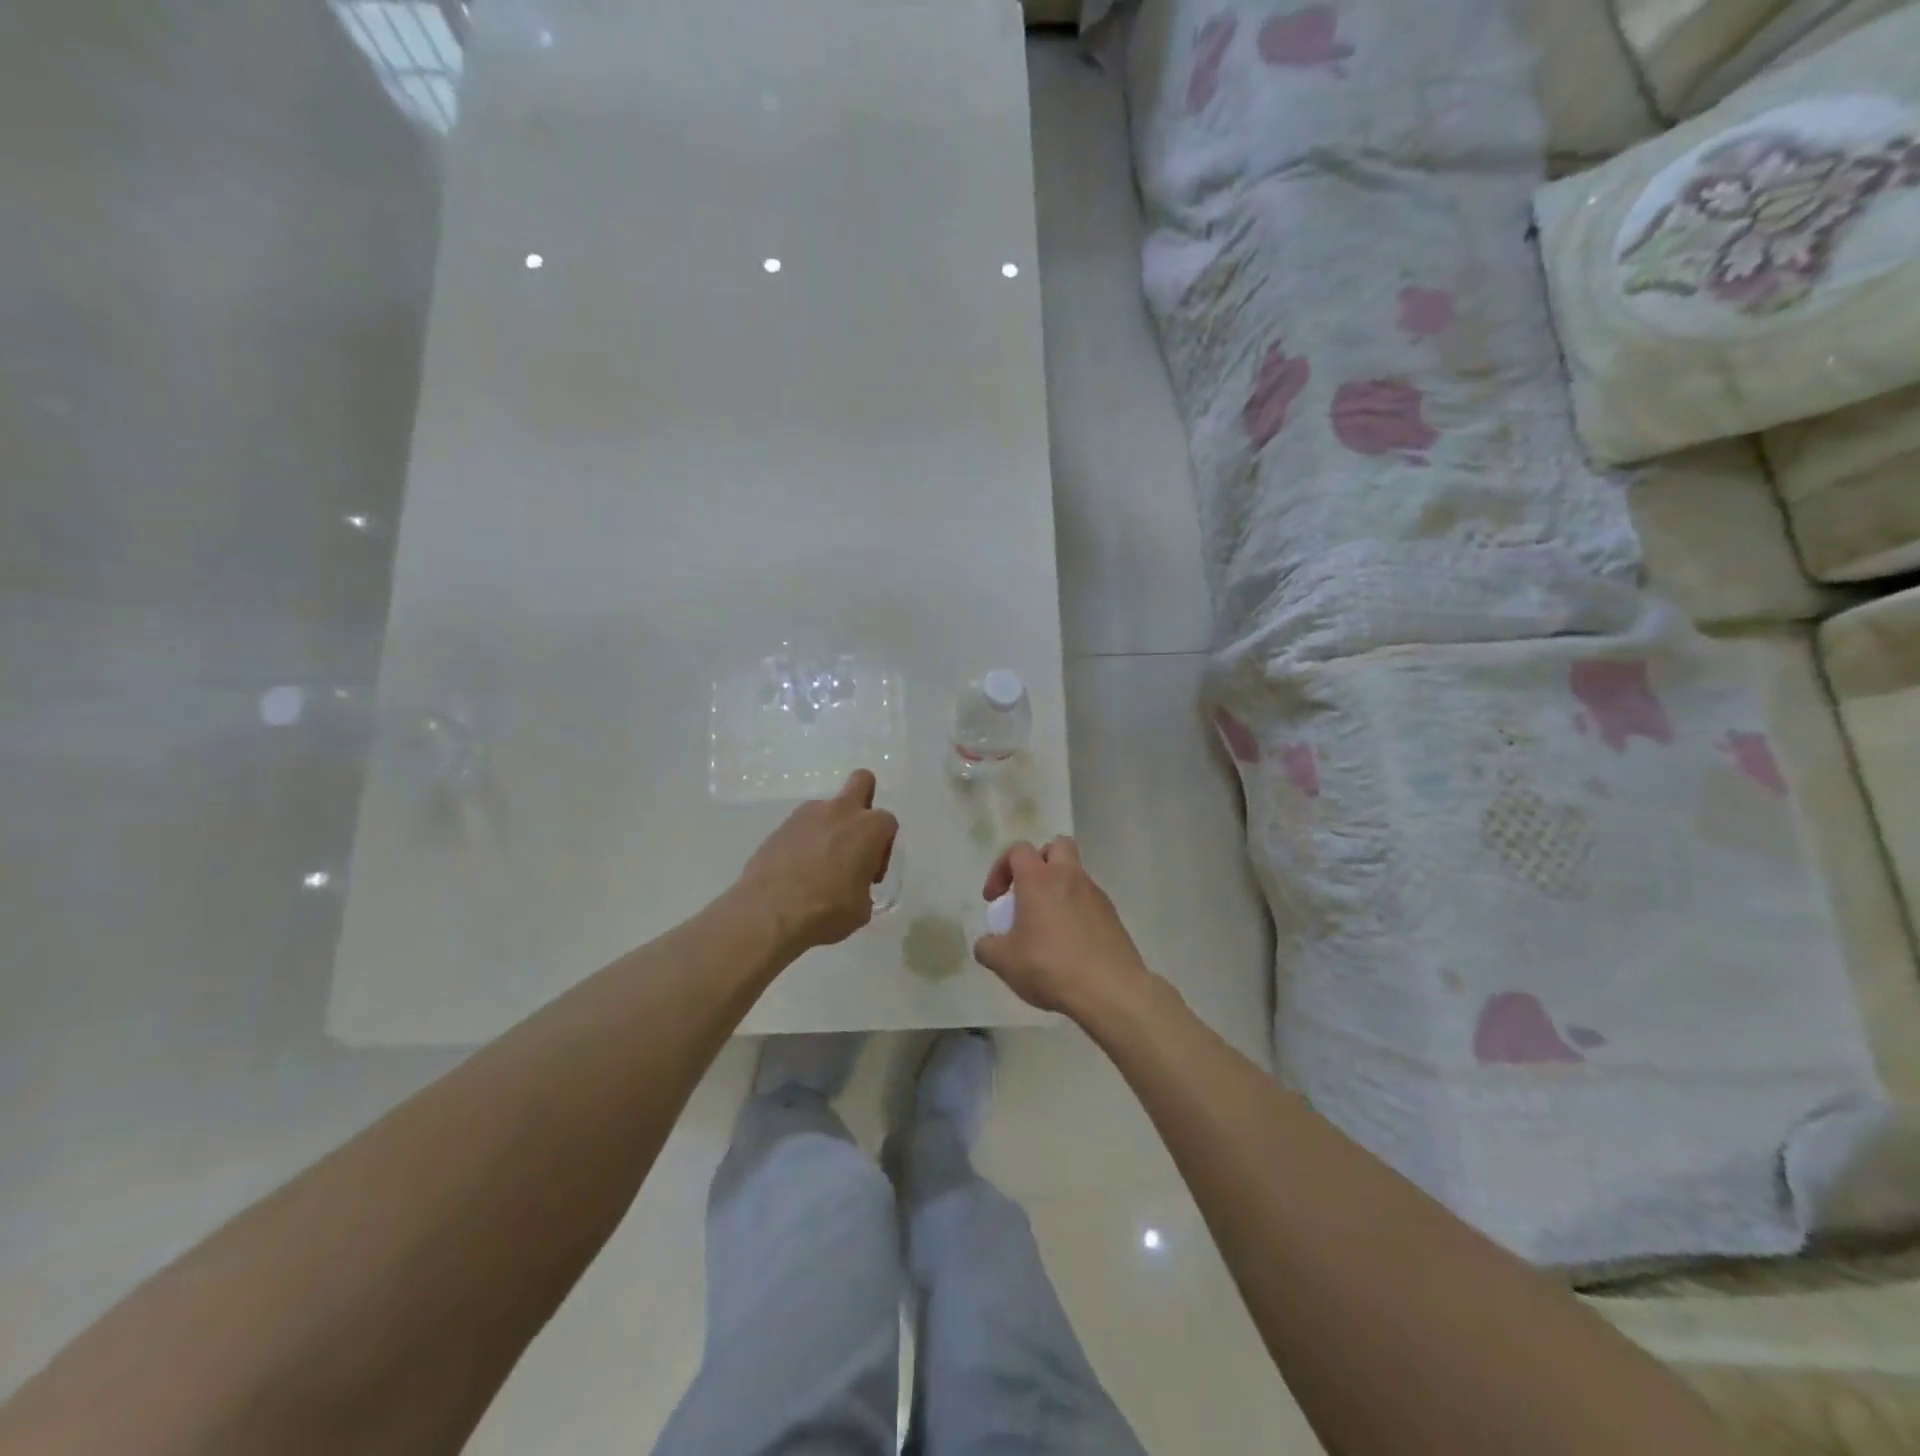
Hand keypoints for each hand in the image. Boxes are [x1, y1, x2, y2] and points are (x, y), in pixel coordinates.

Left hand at [738, 770, 898, 953]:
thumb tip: (854, 888)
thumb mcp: (860, 910)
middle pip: (862, 781)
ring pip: (826, 808)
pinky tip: (796, 872)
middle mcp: (840, 811)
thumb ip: (863, 888)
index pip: (888, 823)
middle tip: (853, 838)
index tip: (870, 874)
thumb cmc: (826, 911)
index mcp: (868, 828)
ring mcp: (806, 815)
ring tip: (818, 866)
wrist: (767, 914)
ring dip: (829, 828)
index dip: (883, 848)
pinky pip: (801, 827)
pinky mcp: (779, 827)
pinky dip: (803, 842)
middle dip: (863, 800)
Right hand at [973, 838, 1152, 1019]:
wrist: (1110, 990)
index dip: (1000, 868)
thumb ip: (987, 947)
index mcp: (1039, 879)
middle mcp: (1069, 877)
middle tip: (1028, 892)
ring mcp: (1096, 895)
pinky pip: (1090, 901)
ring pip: (1075, 874)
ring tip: (1047, 926)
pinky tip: (1070, 944)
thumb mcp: (1004, 962)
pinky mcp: (1113, 916)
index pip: (1018, 850)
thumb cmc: (1050, 966)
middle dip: (1039, 862)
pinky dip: (1076, 911)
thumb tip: (987, 943)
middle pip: (1057, 846)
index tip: (995, 899)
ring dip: (1059, 889)